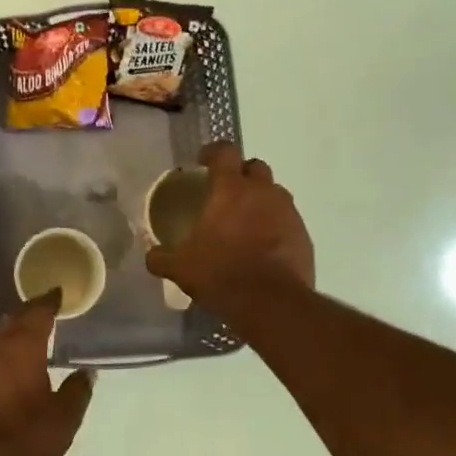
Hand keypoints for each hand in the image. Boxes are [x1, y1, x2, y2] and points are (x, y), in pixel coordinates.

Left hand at [0, 292, 93, 455]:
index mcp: (23, 345)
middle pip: (12, 321)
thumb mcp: (62, 419)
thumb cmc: (21, 434)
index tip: (56, 293)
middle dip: (27, 316)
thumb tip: (87, 372)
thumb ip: (77, 392)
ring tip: (20, 341)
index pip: (38, 312)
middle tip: (41, 315)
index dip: (49, 301)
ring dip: (7, 336)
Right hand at [145, 141, 314, 312]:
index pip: (225, 152)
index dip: (213, 152)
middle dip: (241, 173)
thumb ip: (162, 257)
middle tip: (227, 192)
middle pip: (255, 167)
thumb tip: (151, 255)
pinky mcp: (304, 236)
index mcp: (231, 190)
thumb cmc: (221, 274)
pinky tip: (263, 248)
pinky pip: (288, 221)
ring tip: (246, 222)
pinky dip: (275, 226)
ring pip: (275, 193)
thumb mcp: (181, 268)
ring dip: (261, 200)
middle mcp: (263, 193)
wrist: (272, 304)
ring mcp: (288, 213)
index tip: (202, 161)